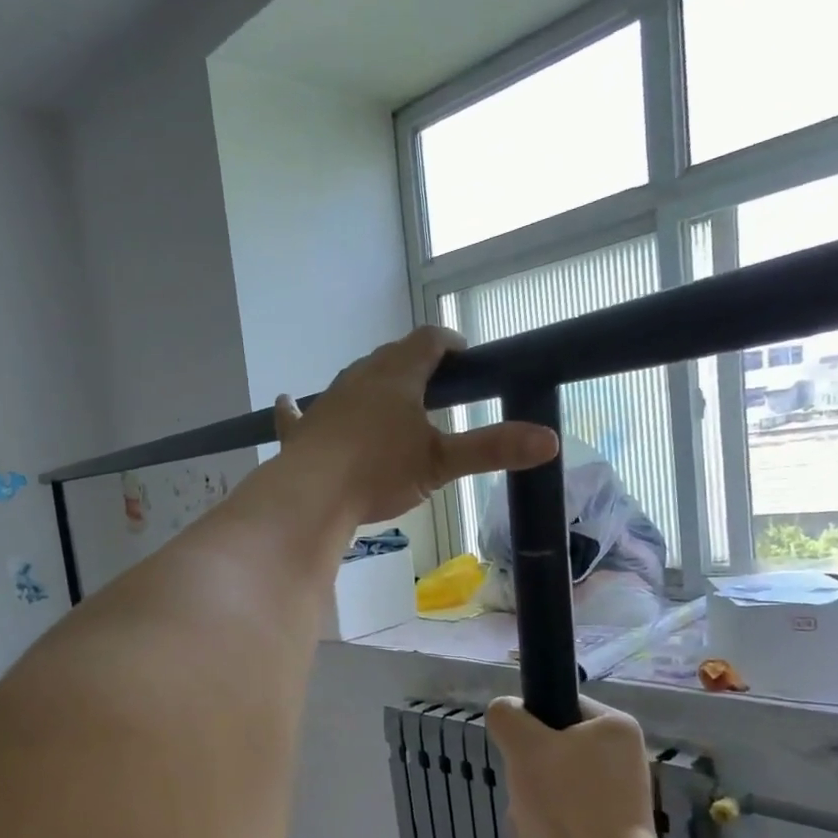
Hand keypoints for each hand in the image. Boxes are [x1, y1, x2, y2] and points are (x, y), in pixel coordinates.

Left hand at [274, 328, 557, 525]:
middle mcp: (360, 379)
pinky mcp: (302, 431)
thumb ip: (493, 449)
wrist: (313, 495)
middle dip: (413, 363)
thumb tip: (550, 440)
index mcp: (397, 376)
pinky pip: (297, 414)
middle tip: (434, 383)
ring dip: (371, 384)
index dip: (448, 343)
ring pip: (352, 381)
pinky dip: (296, 409)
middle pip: (390, 357)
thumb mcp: (442, 463)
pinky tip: (287, 401)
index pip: (428, 341)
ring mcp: (326, 403)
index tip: (464, 356)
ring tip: (387, 397)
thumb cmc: (380, 471)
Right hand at [485, 696, 669, 837]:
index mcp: (615, 726)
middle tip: (527, 795)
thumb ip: (507, 717)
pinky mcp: (613, 828)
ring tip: (534, 826)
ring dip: (532, 804)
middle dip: (528, 775)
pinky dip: (548, 827)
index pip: (557, 706)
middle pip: (550, 749)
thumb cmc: (568, 808)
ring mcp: (620, 795)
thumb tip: (505, 711)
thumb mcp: (524, 748)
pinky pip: (565, 814)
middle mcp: (624, 755)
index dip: (530, 728)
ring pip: (552, 784)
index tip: (521, 755)